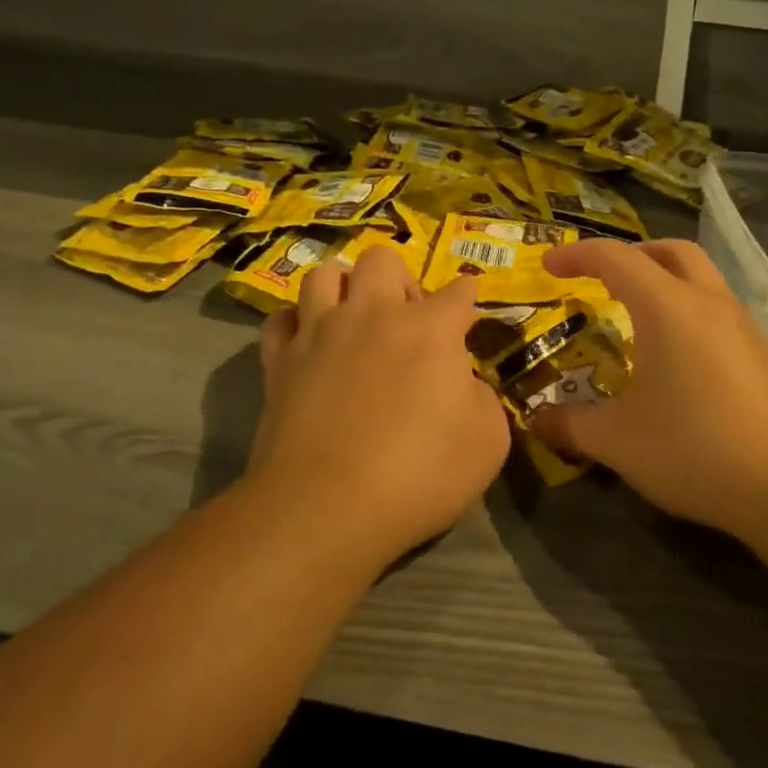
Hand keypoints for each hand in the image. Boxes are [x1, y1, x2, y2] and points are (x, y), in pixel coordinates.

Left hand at [250, 244, 509, 564]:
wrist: (325, 508)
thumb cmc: (419, 475)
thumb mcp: (488, 442)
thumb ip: (482, 397)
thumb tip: (462, 381)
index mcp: (430, 329)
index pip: (459, 291)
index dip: (467, 296)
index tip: (467, 310)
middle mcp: (373, 314)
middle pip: (382, 259)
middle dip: (399, 277)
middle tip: (406, 317)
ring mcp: (320, 332)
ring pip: (324, 274)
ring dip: (343, 288)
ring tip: (353, 318)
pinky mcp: (280, 360)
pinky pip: (280, 319)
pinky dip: (296, 324)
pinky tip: (308, 343)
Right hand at [537, 238, 767, 543]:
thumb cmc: (697, 449)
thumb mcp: (619, 441)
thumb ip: (571, 425)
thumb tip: (536, 420)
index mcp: (668, 307)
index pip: (615, 258)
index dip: (577, 254)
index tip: (549, 264)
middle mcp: (708, 303)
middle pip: (668, 251)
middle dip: (629, 255)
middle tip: (600, 280)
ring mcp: (742, 327)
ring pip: (699, 278)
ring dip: (663, 281)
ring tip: (633, 319)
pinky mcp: (763, 355)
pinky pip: (715, 310)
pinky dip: (685, 311)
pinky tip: (673, 360)